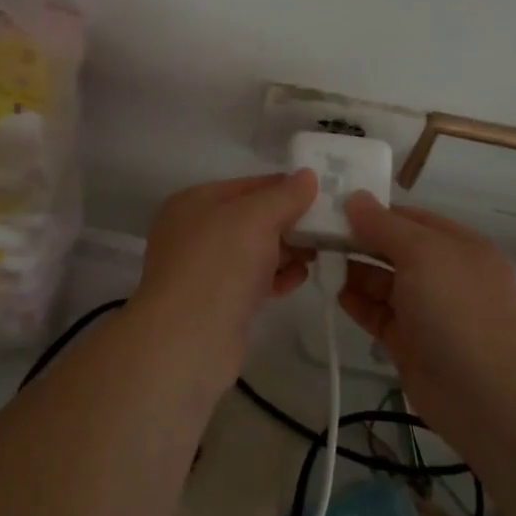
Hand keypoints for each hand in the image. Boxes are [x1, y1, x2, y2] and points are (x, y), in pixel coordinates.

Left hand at [131, 172, 317, 386]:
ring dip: (286, 251)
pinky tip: (298, 278)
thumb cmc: (220, 264)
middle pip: (252, 218)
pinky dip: (275, 277)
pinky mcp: (217, 302)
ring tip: (317, 254)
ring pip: (254, 251)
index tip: (322, 195)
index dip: (286, 188)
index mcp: (195, 202)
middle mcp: (195, 231)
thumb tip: (308, 176)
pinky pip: (252, 280)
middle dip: (289, 222)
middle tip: (326, 229)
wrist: (189, 339)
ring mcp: (204, 269)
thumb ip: (285, 195)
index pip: (249, 185)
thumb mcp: (257, 217)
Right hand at [340, 193, 515, 434]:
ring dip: (355, 271)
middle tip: (316, 234)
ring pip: (383, 282)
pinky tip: (337, 294)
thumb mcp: (422, 253)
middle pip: (393, 249)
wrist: (488, 396)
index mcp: (456, 244)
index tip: (332, 207)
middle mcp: (442, 273)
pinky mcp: (409, 343)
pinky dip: (358, 303)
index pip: (408, 218)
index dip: (373, 211)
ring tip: (320, 261)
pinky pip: (378, 314)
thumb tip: (354, 198)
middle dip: (359, 240)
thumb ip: (383, 226)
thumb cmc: (457, 309)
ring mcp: (426, 310)